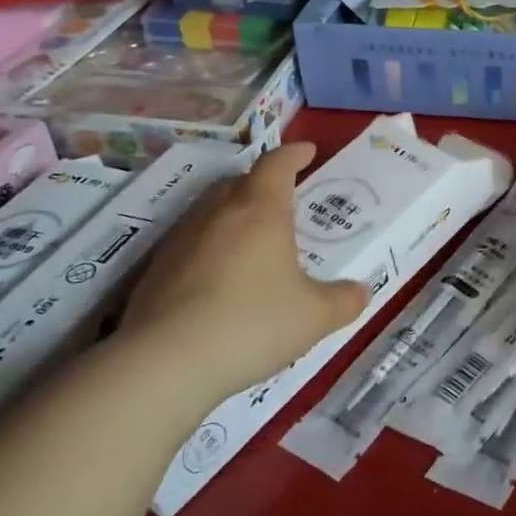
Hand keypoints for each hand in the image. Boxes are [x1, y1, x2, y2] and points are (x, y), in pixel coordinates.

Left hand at [120, 143, 370, 401]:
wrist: (165, 363)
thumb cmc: (252, 324)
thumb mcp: (315, 316)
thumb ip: (344, 300)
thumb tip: (361, 291)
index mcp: (260, 210)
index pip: (276, 164)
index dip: (294, 154)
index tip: (308, 151)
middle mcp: (217, 214)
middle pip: (239, 181)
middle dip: (262, 184)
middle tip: (283, 201)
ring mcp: (180, 240)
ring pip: (210, 211)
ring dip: (233, 215)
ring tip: (253, 241)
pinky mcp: (155, 270)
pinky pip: (190, 244)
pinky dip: (210, 248)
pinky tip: (220, 280)